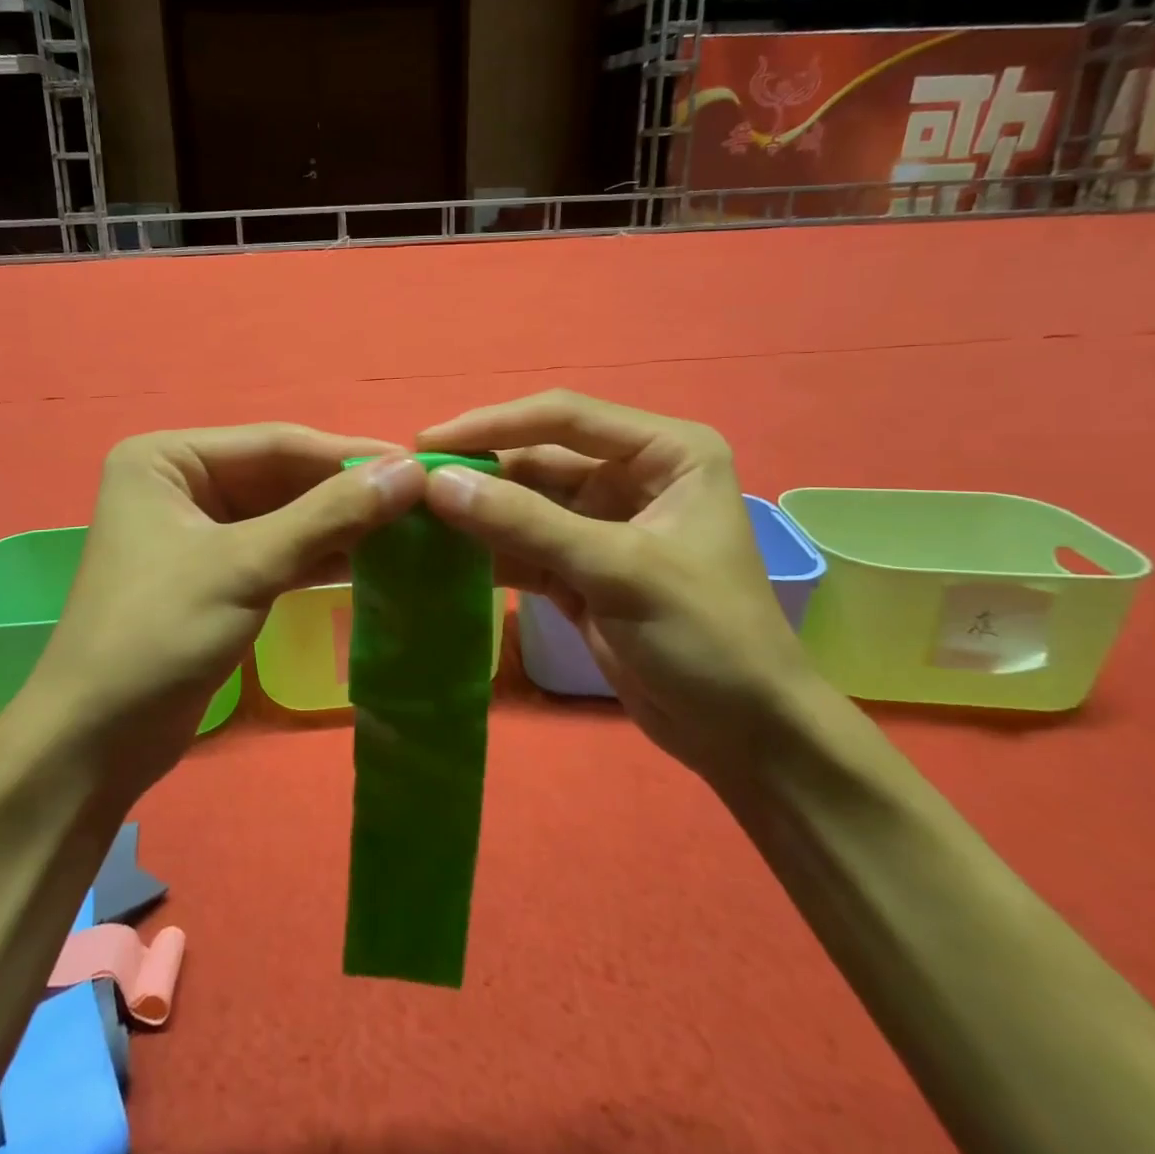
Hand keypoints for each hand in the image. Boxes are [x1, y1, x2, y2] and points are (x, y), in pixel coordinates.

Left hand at [26, 424, 426, 792]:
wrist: (95, 743)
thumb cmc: (157, 635)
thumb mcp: (246, 567)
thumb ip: (328, 516)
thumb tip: (409, 472)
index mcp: (168, 457)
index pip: (276, 444)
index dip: (349, 455)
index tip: (419, 464)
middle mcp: (181, 481)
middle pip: (281, 477)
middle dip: (347, 491)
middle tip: (423, 499)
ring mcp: (198, 529)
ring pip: (285, 514)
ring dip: (341, 523)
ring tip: (410, 527)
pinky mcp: (215, 572)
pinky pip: (278, 549)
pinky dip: (321, 554)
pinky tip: (372, 558)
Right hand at [419, 390, 816, 782]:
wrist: (744, 735)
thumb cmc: (706, 636)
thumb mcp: (617, 570)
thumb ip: (526, 523)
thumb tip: (438, 483)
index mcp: (665, 452)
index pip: (563, 418)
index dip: (492, 425)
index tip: (428, 441)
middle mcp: (632, 475)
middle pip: (538, 458)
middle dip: (479, 472)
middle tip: (410, 484)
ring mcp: (604, 523)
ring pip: (525, 503)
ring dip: (476, 512)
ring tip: (414, 518)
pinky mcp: (582, 567)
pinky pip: (524, 545)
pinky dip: (488, 550)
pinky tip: (442, 556)